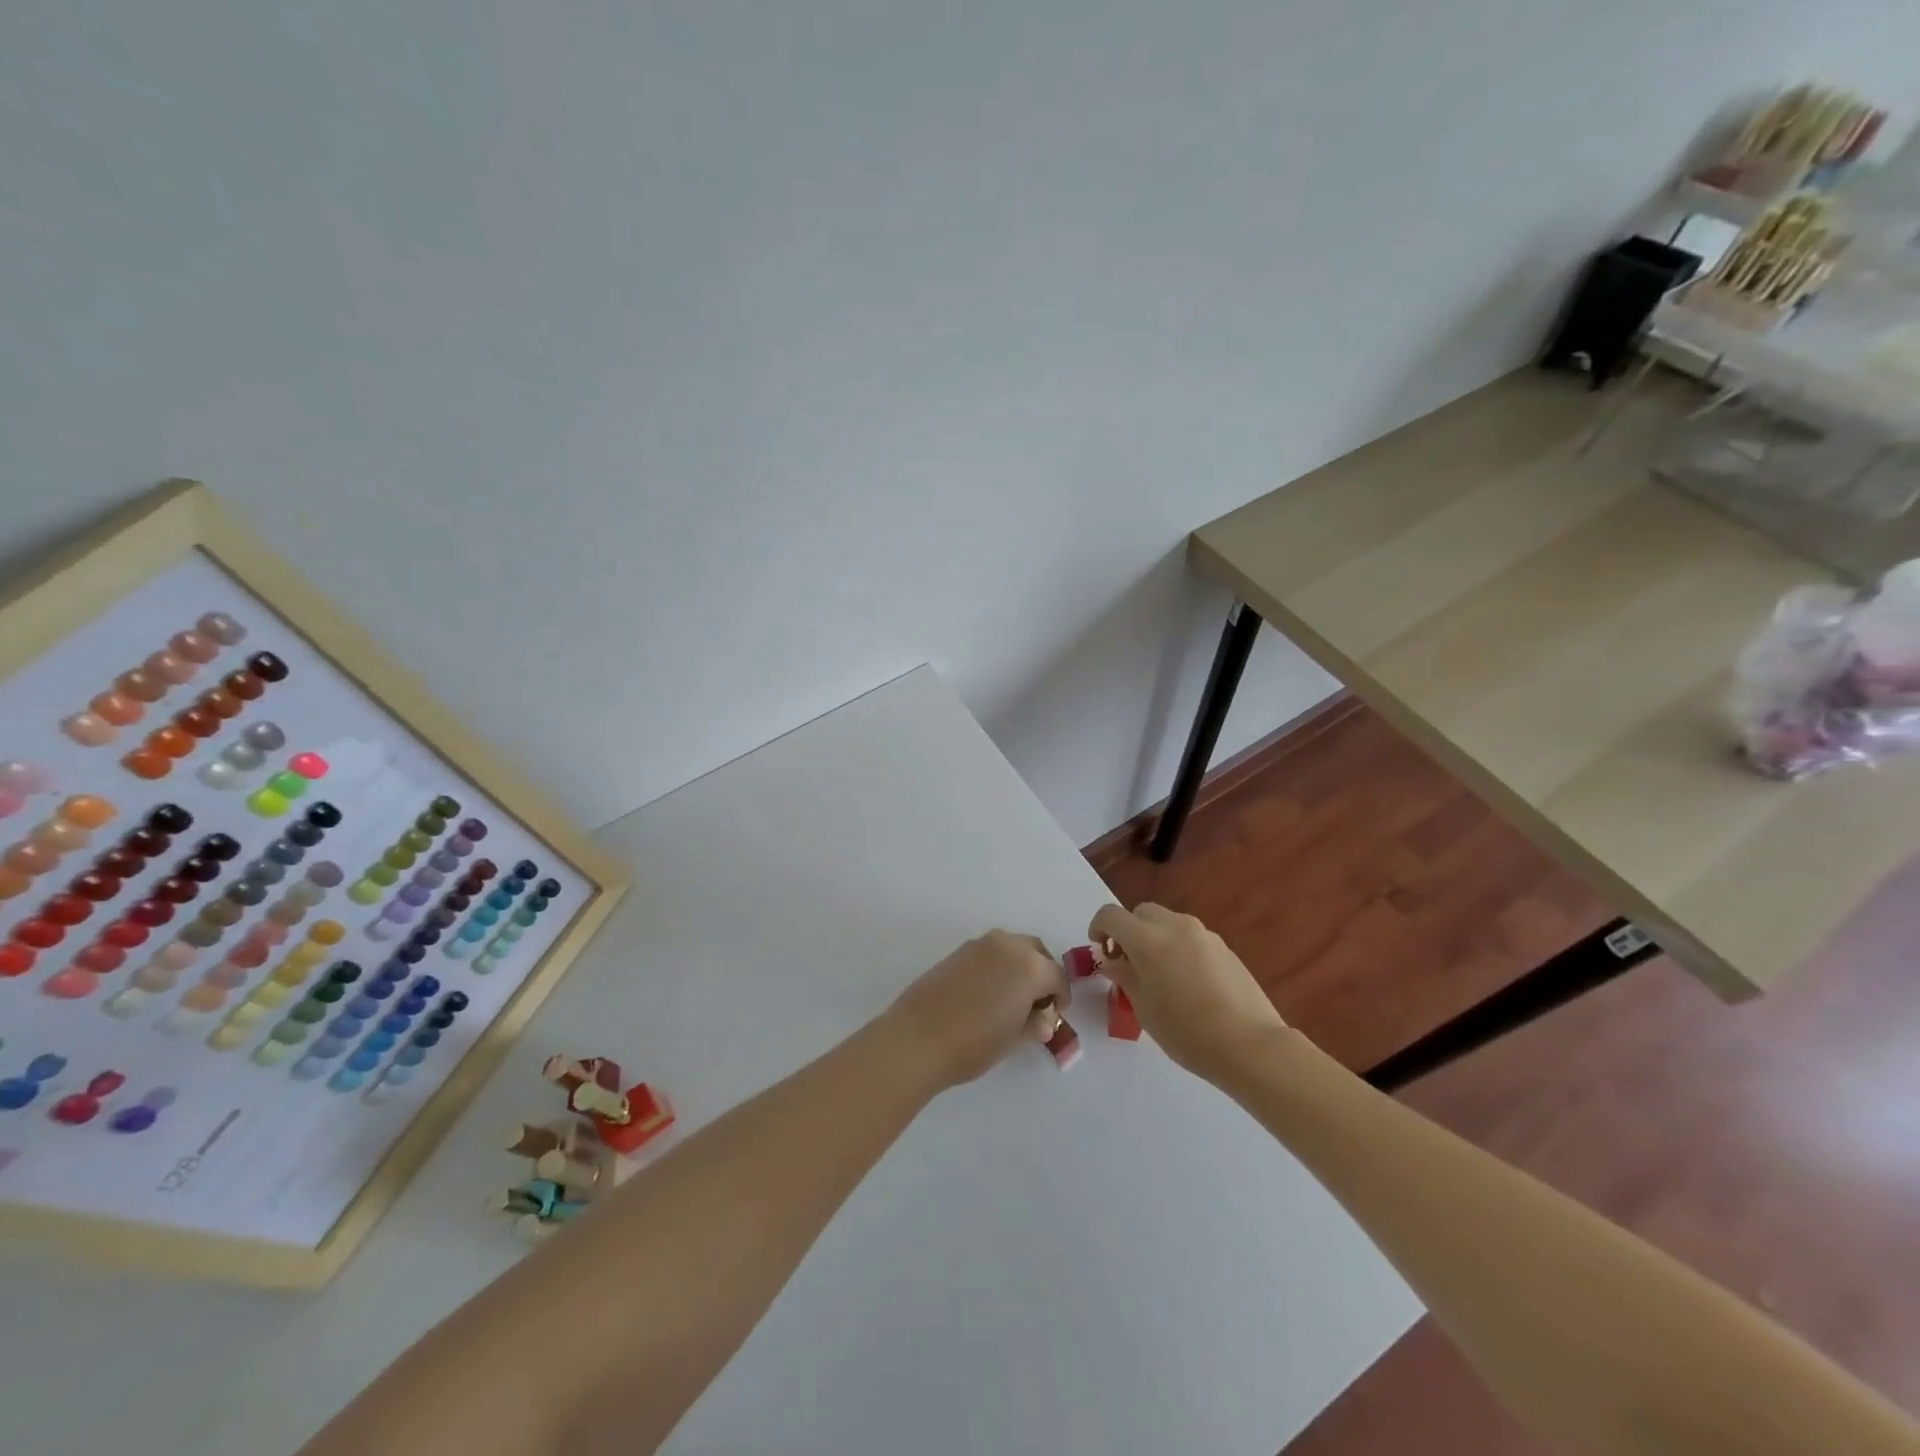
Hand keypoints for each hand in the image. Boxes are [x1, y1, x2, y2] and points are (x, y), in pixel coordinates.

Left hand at [887, 930, 1069, 1088]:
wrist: (918, 1037)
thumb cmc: (974, 1043)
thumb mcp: (1014, 1039)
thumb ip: (1035, 1024)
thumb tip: (1044, 1020)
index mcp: (1030, 966)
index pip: (1058, 977)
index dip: (1061, 997)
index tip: (1055, 1015)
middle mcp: (1008, 945)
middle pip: (1037, 953)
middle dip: (1042, 974)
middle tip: (1037, 1003)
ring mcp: (980, 944)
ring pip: (1012, 948)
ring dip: (1019, 966)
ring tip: (1011, 998)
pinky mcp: (958, 950)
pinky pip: (990, 952)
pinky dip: (997, 965)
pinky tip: (987, 993)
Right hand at [1089, 903, 1286, 1081]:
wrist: (1251, 1045)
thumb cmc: (1187, 1032)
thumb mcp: (1144, 1009)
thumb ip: (1125, 977)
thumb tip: (1113, 962)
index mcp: (1148, 940)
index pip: (1111, 915)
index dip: (1098, 928)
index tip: (1100, 951)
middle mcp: (1176, 926)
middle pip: (1141, 913)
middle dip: (1128, 931)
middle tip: (1128, 964)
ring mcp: (1204, 934)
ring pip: (1168, 923)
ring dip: (1155, 938)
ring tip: (1159, 976)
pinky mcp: (1224, 947)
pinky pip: (1190, 937)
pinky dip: (1178, 948)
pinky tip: (1188, 983)